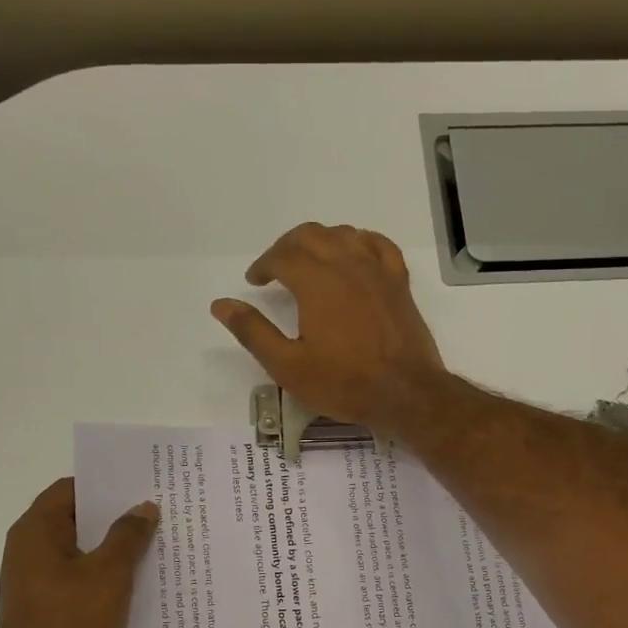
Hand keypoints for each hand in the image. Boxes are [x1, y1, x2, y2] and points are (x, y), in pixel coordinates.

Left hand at [0, 478, 158, 627]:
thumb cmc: (70, 623)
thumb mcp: (109, 574)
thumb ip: (128, 536)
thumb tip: (144, 508)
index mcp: (36, 530)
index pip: (71, 489)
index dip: (106, 484)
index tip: (141, 485)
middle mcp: (29, 549)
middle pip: (76, 519)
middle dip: (115, 518)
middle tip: (156, 514)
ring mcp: (34, 580)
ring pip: (79, 551)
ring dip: (112, 549)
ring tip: (153, 547)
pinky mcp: (43, 606)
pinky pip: (77, 578)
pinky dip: (102, 576)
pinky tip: (134, 585)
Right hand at [210, 223, 447, 432]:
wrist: (405, 394)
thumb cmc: (344, 383)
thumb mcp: (288, 366)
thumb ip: (253, 332)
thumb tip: (221, 304)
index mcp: (316, 282)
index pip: (282, 256)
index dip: (263, 265)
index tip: (254, 282)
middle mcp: (347, 265)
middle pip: (311, 235)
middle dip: (286, 247)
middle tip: (274, 269)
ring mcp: (377, 271)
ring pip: (344, 234)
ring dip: (320, 241)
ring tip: (308, 262)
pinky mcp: (398, 282)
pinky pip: (379, 245)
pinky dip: (360, 241)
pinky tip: (354, 253)